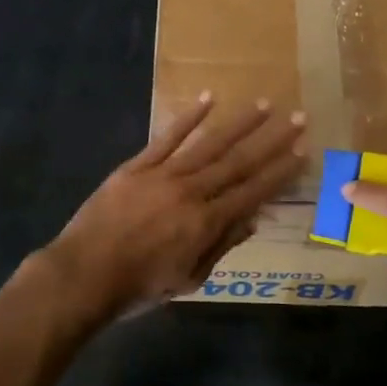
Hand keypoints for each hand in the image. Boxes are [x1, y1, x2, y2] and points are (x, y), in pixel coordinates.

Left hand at [36, 95, 305, 320]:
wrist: (83, 275)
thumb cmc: (139, 286)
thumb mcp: (188, 279)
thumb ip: (220, 246)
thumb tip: (252, 220)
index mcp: (206, 223)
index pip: (253, 192)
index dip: (280, 172)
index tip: (302, 152)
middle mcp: (192, 192)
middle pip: (238, 162)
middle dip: (271, 140)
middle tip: (297, 117)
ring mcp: (164, 174)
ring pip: (209, 143)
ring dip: (239, 123)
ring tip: (264, 104)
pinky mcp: (138, 165)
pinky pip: (167, 137)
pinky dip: (188, 117)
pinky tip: (208, 98)